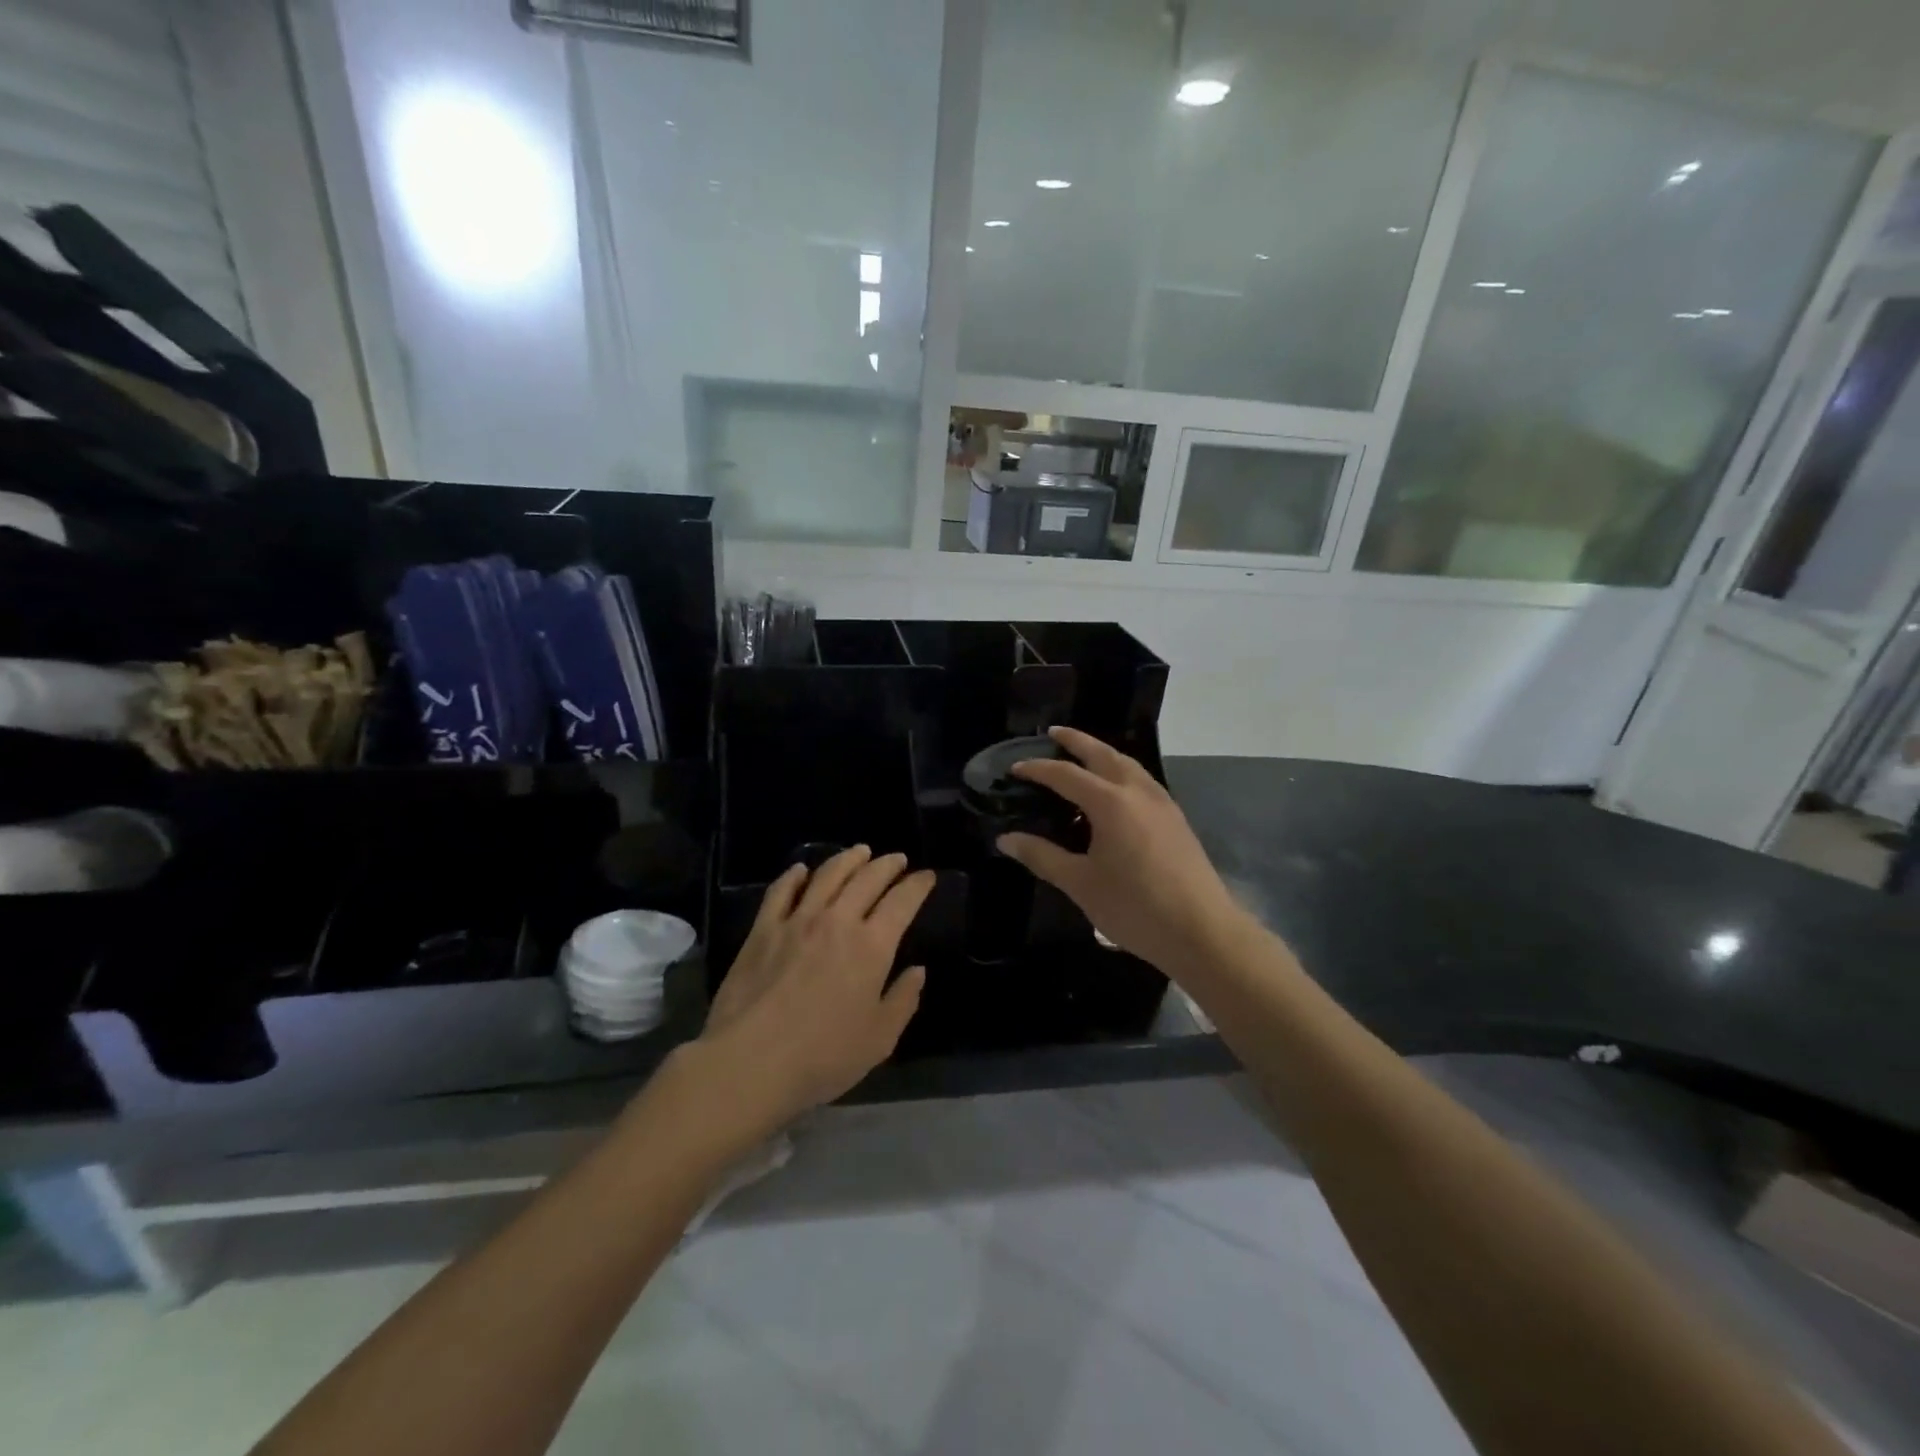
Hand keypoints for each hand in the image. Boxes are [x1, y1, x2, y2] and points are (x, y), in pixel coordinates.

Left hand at [693, 846, 934, 1135]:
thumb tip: (917, 971)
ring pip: (827, 875)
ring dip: (848, 859)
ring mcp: (797, 920)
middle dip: (887, 865)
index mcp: (872, 946)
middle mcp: (837, 921)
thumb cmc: (823, 1056)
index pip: (902, 902)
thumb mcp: (879, 1039)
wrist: (750, 1061)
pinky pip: (781, 890)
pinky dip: (794, 875)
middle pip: (867, 878)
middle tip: (897, 859)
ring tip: (860, 852)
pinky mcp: (763, 929)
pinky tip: (801, 870)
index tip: (927, 876)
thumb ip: (903, 1000)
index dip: (917, 885)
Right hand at [997, 727, 1248, 974]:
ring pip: (1128, 764)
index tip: (1014, 768)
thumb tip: (1006, 840)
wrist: (1203, 932)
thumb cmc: (1135, 907)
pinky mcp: (1175, 819)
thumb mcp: (1081, 884)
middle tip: (1053, 734)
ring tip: (1083, 756)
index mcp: (1111, 803)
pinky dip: (1121, 772)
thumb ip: (1042, 856)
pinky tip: (1114, 791)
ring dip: (1102, 753)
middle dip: (1076, 741)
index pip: (1066, 775)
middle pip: (1103, 754)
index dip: (1038, 769)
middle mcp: (1138, 792)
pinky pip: (1142, 781)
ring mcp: (1162, 803)